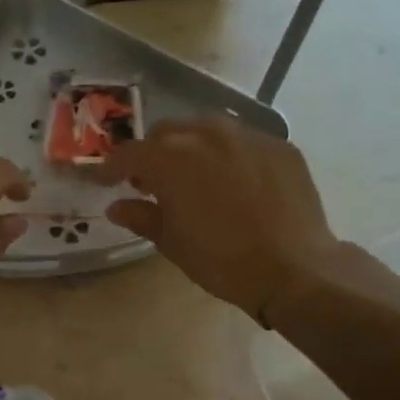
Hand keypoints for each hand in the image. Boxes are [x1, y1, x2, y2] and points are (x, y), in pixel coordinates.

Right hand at [103, 117, 341, 323]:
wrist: (294, 269)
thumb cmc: (221, 260)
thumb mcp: (172, 242)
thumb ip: (141, 216)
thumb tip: (117, 207)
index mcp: (171, 159)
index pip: (129, 154)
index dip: (112, 168)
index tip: (105, 182)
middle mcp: (207, 135)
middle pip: (167, 133)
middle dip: (153, 154)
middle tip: (152, 183)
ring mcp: (247, 136)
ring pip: (206, 129)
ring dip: (191, 148)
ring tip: (195, 176)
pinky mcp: (280, 146)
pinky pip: (243, 142)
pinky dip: (229, 156)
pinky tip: (235, 183)